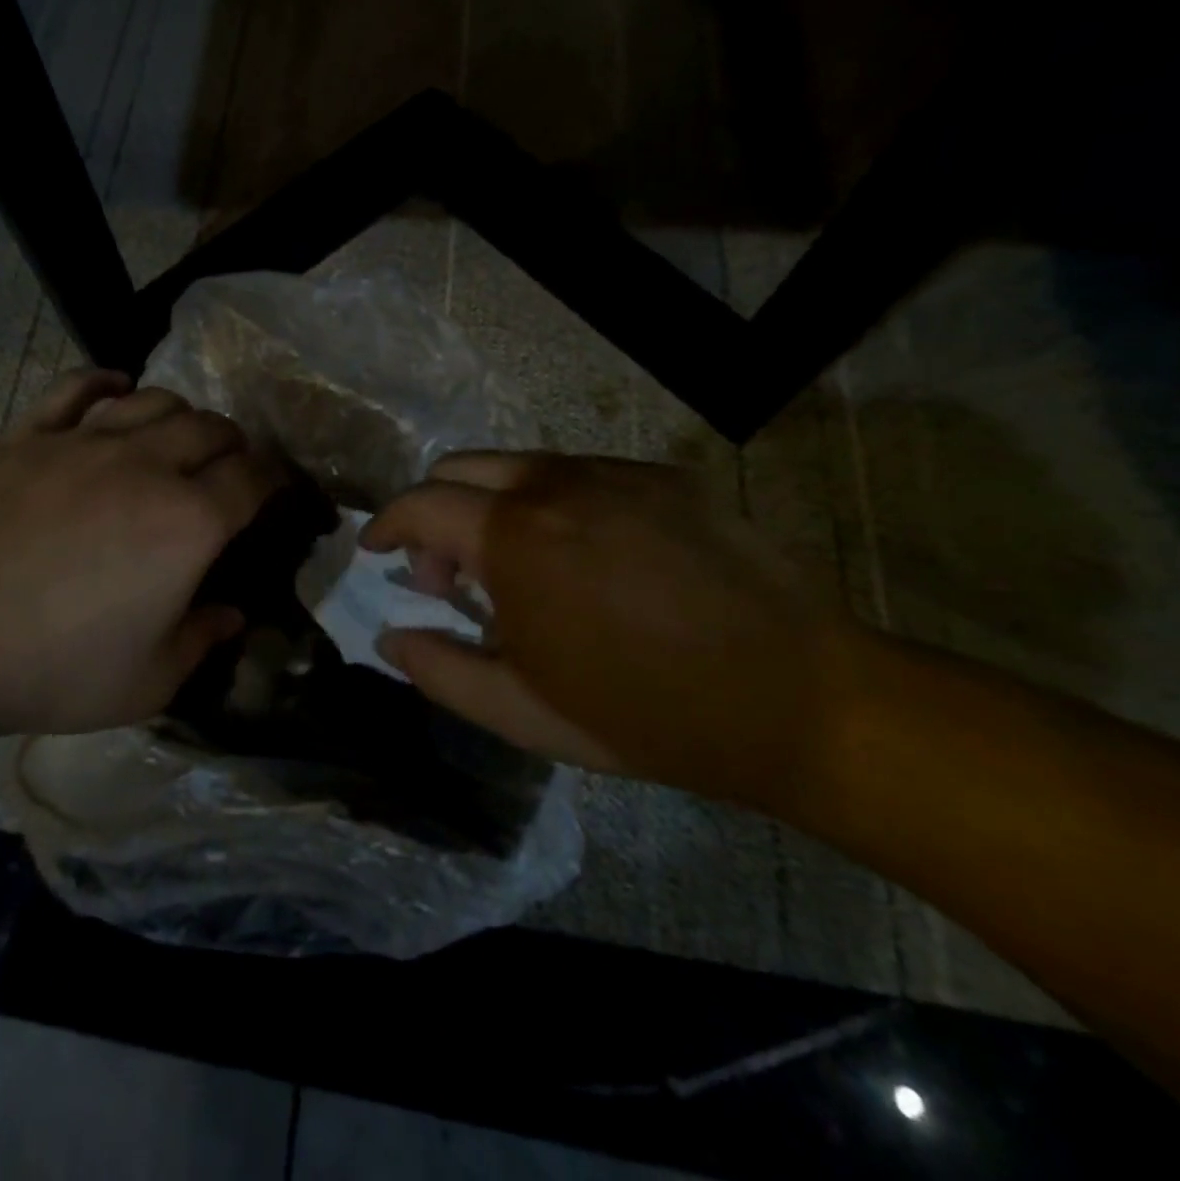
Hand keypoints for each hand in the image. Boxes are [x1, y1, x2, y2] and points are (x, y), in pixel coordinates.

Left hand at [0, 370, 276, 748]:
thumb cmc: (54, 668)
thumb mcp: (149, 681)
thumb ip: (203, 641)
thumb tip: (234, 615)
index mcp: (189, 523)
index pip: (254, 477)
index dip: (275, 478)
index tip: (277, 489)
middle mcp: (147, 467)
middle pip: (210, 428)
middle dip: (233, 443)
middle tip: (229, 468)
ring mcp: (84, 443)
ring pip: (154, 400)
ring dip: (181, 414)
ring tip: (179, 436)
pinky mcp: (29, 436)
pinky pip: (76, 388)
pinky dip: (105, 382)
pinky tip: (116, 389)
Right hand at [362, 451, 861, 811]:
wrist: (802, 701)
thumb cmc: (646, 715)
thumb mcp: (522, 712)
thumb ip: (439, 670)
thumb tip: (391, 636)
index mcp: (514, 539)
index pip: (420, 503)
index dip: (386, 524)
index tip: (377, 550)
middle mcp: (556, 486)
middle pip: (459, 466)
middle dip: (434, 512)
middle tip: (451, 573)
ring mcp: (615, 474)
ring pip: (518, 465)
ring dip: (491, 506)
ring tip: (519, 569)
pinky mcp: (664, 477)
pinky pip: (579, 473)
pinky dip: (551, 504)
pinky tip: (586, 559)